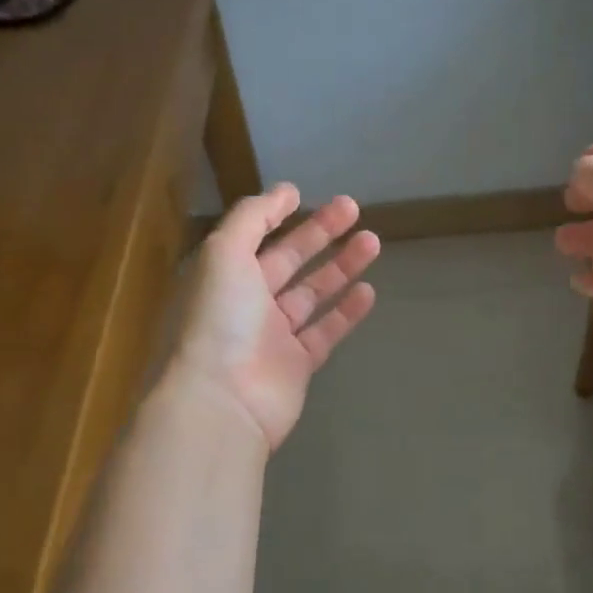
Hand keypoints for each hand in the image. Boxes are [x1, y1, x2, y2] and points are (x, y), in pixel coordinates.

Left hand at [173, 183, 379, 451]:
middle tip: (353, 208)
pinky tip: (368, 290)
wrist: (222, 401)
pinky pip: (325, 331)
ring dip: (341, 267)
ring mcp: (273, 336)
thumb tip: (285, 191)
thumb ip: (253, 217)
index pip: (253, 236)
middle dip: (320, 233)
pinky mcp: (297, 365)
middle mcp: (246, 302)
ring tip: (373, 241)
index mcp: (223, 275)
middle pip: (288, 260)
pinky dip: (346, 312)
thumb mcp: (224, 252)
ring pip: (312, 293)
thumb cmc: (219, 319)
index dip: (277, 214)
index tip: (305, 194)